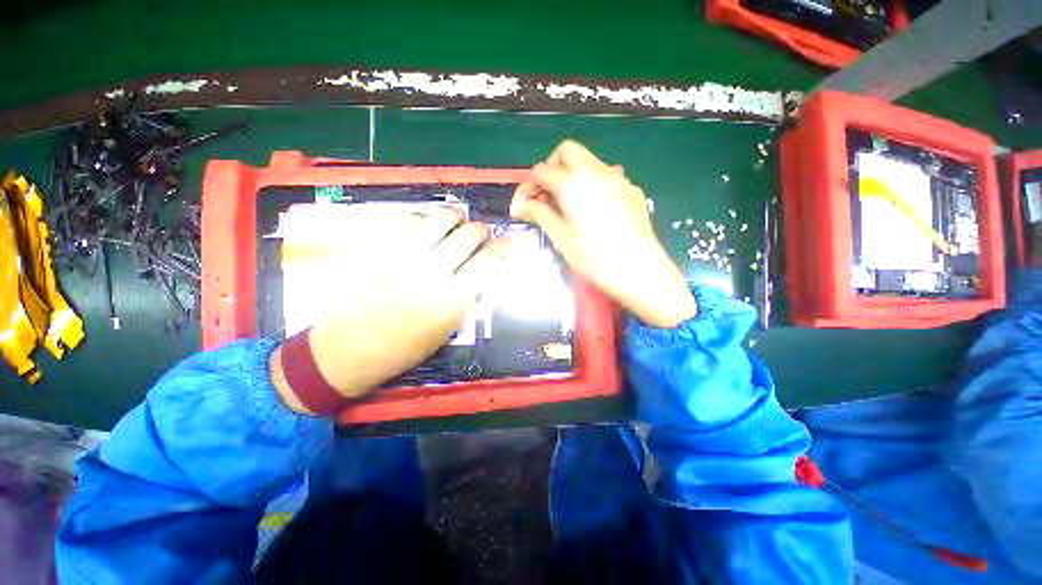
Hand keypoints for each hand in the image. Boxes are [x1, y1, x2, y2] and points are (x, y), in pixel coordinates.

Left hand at [271, 207, 508, 412]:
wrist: (349, 350)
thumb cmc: (405, 349)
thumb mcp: (448, 329)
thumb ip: (466, 296)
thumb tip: (479, 270)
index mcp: (452, 299)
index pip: (487, 260)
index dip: (502, 246)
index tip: (507, 240)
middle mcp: (432, 272)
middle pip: (469, 234)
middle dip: (482, 229)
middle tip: (482, 233)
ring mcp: (404, 256)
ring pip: (442, 219)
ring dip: (457, 217)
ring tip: (459, 222)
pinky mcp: (381, 248)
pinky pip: (410, 220)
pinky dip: (425, 219)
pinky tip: (428, 226)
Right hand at [511, 140, 695, 327]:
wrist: (640, 270)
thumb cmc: (594, 257)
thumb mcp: (561, 237)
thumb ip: (539, 213)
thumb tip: (518, 204)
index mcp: (573, 182)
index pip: (541, 171)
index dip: (528, 187)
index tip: (523, 207)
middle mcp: (596, 171)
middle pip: (567, 152)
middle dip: (551, 169)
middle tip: (546, 197)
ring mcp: (617, 178)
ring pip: (587, 163)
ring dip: (571, 176)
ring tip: (567, 207)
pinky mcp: (631, 190)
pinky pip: (605, 177)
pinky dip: (590, 185)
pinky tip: (591, 211)